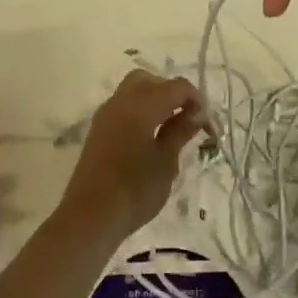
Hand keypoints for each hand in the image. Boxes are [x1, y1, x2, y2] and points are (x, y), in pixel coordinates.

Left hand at [57, 70, 204, 241]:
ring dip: (155, 100)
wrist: (90, 217)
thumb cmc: (135, 190)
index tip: (208, 124)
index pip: (176, 87)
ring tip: (171, 128)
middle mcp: (121, 102)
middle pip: (151, 80)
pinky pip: (123, 106)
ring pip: (134, 90)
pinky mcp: (98, 130)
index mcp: (141, 106)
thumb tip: (196, 113)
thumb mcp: (166, 162)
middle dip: (172, 93)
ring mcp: (106, 115)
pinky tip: (151, 136)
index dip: (196, 100)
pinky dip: (141, 111)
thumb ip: (180, 131)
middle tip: (187, 118)